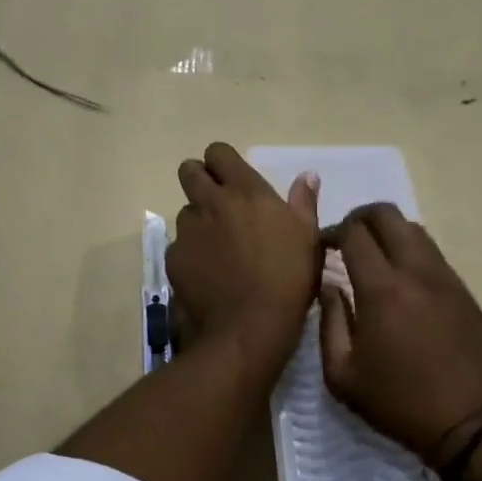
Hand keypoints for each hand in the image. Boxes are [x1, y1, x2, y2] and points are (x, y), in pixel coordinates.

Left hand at [167, 144, 321, 378]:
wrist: (249, 327)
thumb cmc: (288, 280)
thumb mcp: (308, 239)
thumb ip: (303, 203)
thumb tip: (307, 176)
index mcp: (246, 192)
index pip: (218, 153)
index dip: (221, 162)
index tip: (231, 178)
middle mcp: (211, 203)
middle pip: (189, 171)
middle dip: (199, 179)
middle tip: (217, 203)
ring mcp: (188, 231)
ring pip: (185, 212)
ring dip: (198, 221)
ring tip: (217, 249)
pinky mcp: (173, 258)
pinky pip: (179, 246)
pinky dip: (190, 254)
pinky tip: (207, 275)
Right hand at [319, 204, 481, 465]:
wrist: (470, 424)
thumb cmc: (398, 403)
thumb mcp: (342, 375)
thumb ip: (329, 322)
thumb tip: (329, 287)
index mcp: (382, 290)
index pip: (354, 233)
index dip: (332, 230)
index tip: (322, 245)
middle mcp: (416, 272)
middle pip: (387, 215)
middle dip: (360, 217)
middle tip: (346, 239)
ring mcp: (445, 278)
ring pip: (414, 230)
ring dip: (388, 232)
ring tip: (373, 257)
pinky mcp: (464, 291)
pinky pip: (433, 254)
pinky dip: (410, 252)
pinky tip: (402, 281)